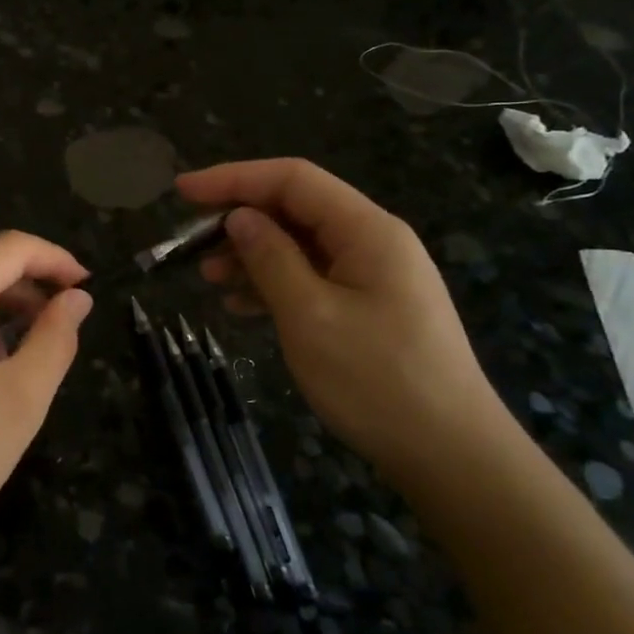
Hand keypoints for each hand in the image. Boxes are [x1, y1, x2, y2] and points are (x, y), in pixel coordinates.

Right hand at [177, 159, 519, 479]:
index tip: (183, 191)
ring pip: (299, 245)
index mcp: (367, 230)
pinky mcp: (368, 307)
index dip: (234, 177)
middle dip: (239, 218)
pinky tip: (239, 306)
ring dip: (251, 254)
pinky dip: (272, 285)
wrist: (450, 455)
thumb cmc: (377, 380)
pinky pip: (311, 278)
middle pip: (295, 209)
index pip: (292, 179)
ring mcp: (372, 276)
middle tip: (190, 243)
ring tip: (207, 277)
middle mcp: (372, 242)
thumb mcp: (310, 316)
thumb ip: (270, 259)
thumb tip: (239, 217)